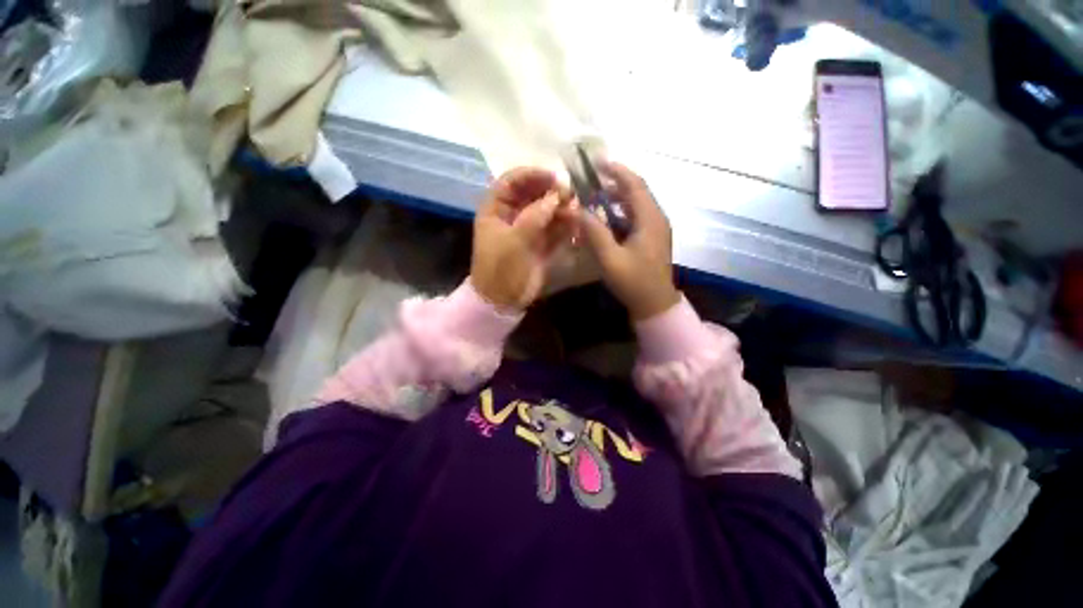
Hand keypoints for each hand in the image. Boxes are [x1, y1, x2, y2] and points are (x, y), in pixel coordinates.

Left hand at [471, 167, 575, 310]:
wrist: (503, 300)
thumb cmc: (501, 268)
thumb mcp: (514, 240)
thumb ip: (535, 216)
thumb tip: (555, 197)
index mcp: (496, 210)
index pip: (511, 182)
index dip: (531, 175)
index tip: (553, 177)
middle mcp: (511, 216)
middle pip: (531, 195)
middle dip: (550, 192)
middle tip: (570, 194)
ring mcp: (527, 230)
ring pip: (545, 211)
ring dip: (560, 209)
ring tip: (575, 209)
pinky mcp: (540, 244)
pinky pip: (553, 229)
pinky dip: (564, 225)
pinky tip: (575, 223)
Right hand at [578, 162, 679, 320]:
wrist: (655, 304)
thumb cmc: (634, 282)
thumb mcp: (610, 258)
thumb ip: (594, 232)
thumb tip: (577, 209)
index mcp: (650, 219)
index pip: (635, 184)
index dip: (617, 171)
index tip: (598, 163)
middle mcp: (656, 218)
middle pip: (636, 191)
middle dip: (614, 183)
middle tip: (590, 182)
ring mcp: (656, 228)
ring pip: (636, 204)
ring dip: (616, 198)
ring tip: (594, 198)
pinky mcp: (652, 238)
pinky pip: (635, 217)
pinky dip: (619, 212)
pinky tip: (605, 219)